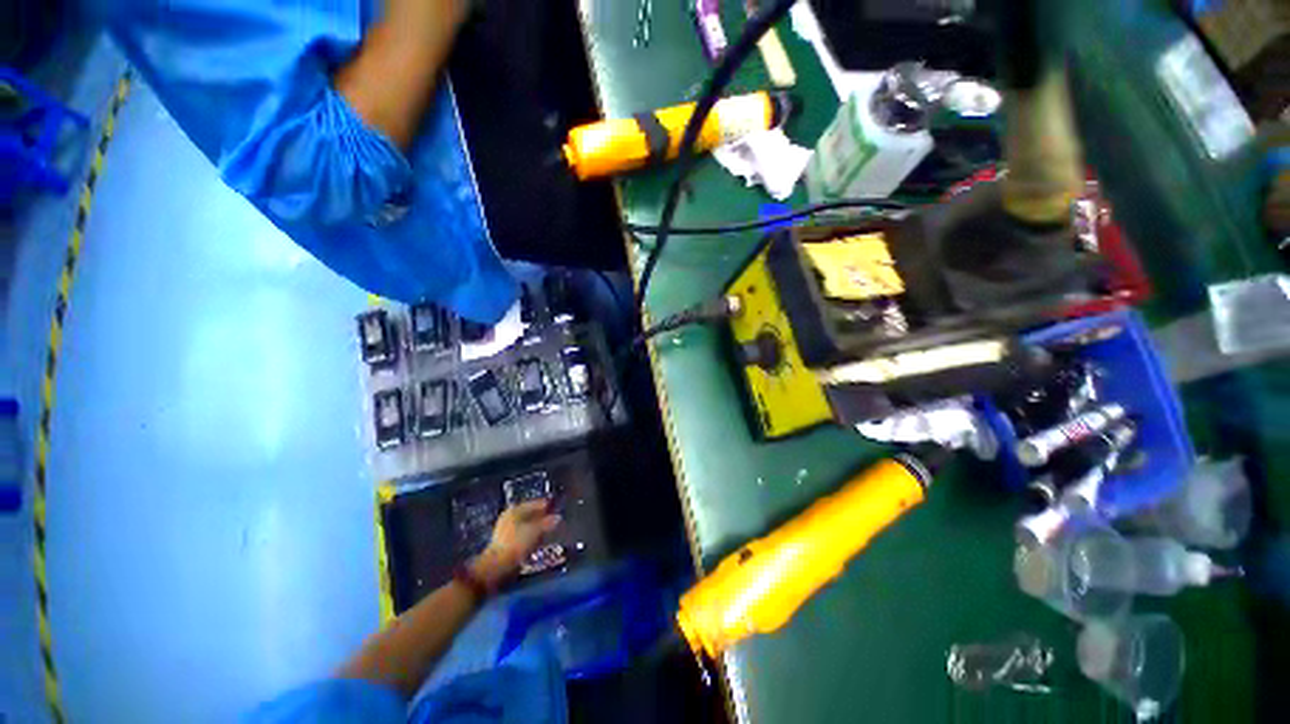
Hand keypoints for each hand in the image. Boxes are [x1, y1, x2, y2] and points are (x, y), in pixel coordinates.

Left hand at [471, 501, 561, 586]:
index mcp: (515, 509)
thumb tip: (558, 517)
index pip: (535, 503)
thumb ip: (548, 522)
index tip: (558, 508)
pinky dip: (531, 536)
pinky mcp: (505, 543)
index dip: (547, 505)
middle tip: (555, 520)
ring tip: (549, 531)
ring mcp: (506, 530)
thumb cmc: (517, 543)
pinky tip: (539, 541)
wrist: (498, 567)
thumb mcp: (536, 530)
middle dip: (542, 517)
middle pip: (530, 514)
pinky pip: (523, 535)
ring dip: (537, 528)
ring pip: (527, 525)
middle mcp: (509, 517)